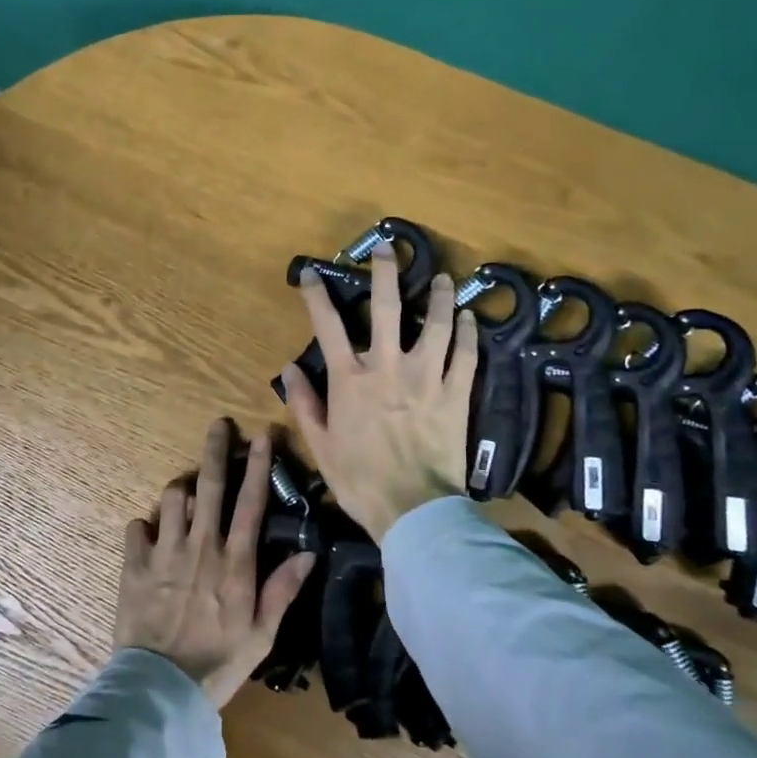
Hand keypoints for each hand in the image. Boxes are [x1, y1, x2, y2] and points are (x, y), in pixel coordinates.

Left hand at [115, 420, 316, 707]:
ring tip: (185, 499)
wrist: (161, 688)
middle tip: (219, 425)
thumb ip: (283, 590)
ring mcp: (164, 553)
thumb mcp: (262, 634)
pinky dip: (144, 526)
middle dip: (216, 449)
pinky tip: (150, 536)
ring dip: (180, 491)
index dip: (259, 465)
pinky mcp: (133, 565)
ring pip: (171, 497)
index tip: (262, 435)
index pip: (251, 502)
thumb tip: (308, 554)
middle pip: (209, 485)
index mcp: (235, 562)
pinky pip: (136, 526)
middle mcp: (200, 546)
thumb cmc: (219, 663)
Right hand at [279, 248, 476, 540]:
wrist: (413, 510)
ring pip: (436, 324)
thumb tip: (288, 369)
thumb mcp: (320, 445)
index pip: (328, 326)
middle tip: (388, 248)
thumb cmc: (359, 480)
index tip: (313, 274)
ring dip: (437, 296)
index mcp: (350, 380)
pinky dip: (468, 334)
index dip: (318, 296)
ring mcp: (427, 378)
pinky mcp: (456, 394)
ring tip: (440, 277)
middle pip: (388, 308)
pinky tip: (468, 318)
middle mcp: (388, 367)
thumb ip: (304, 404)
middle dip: (385, 273)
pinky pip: (466, 356)